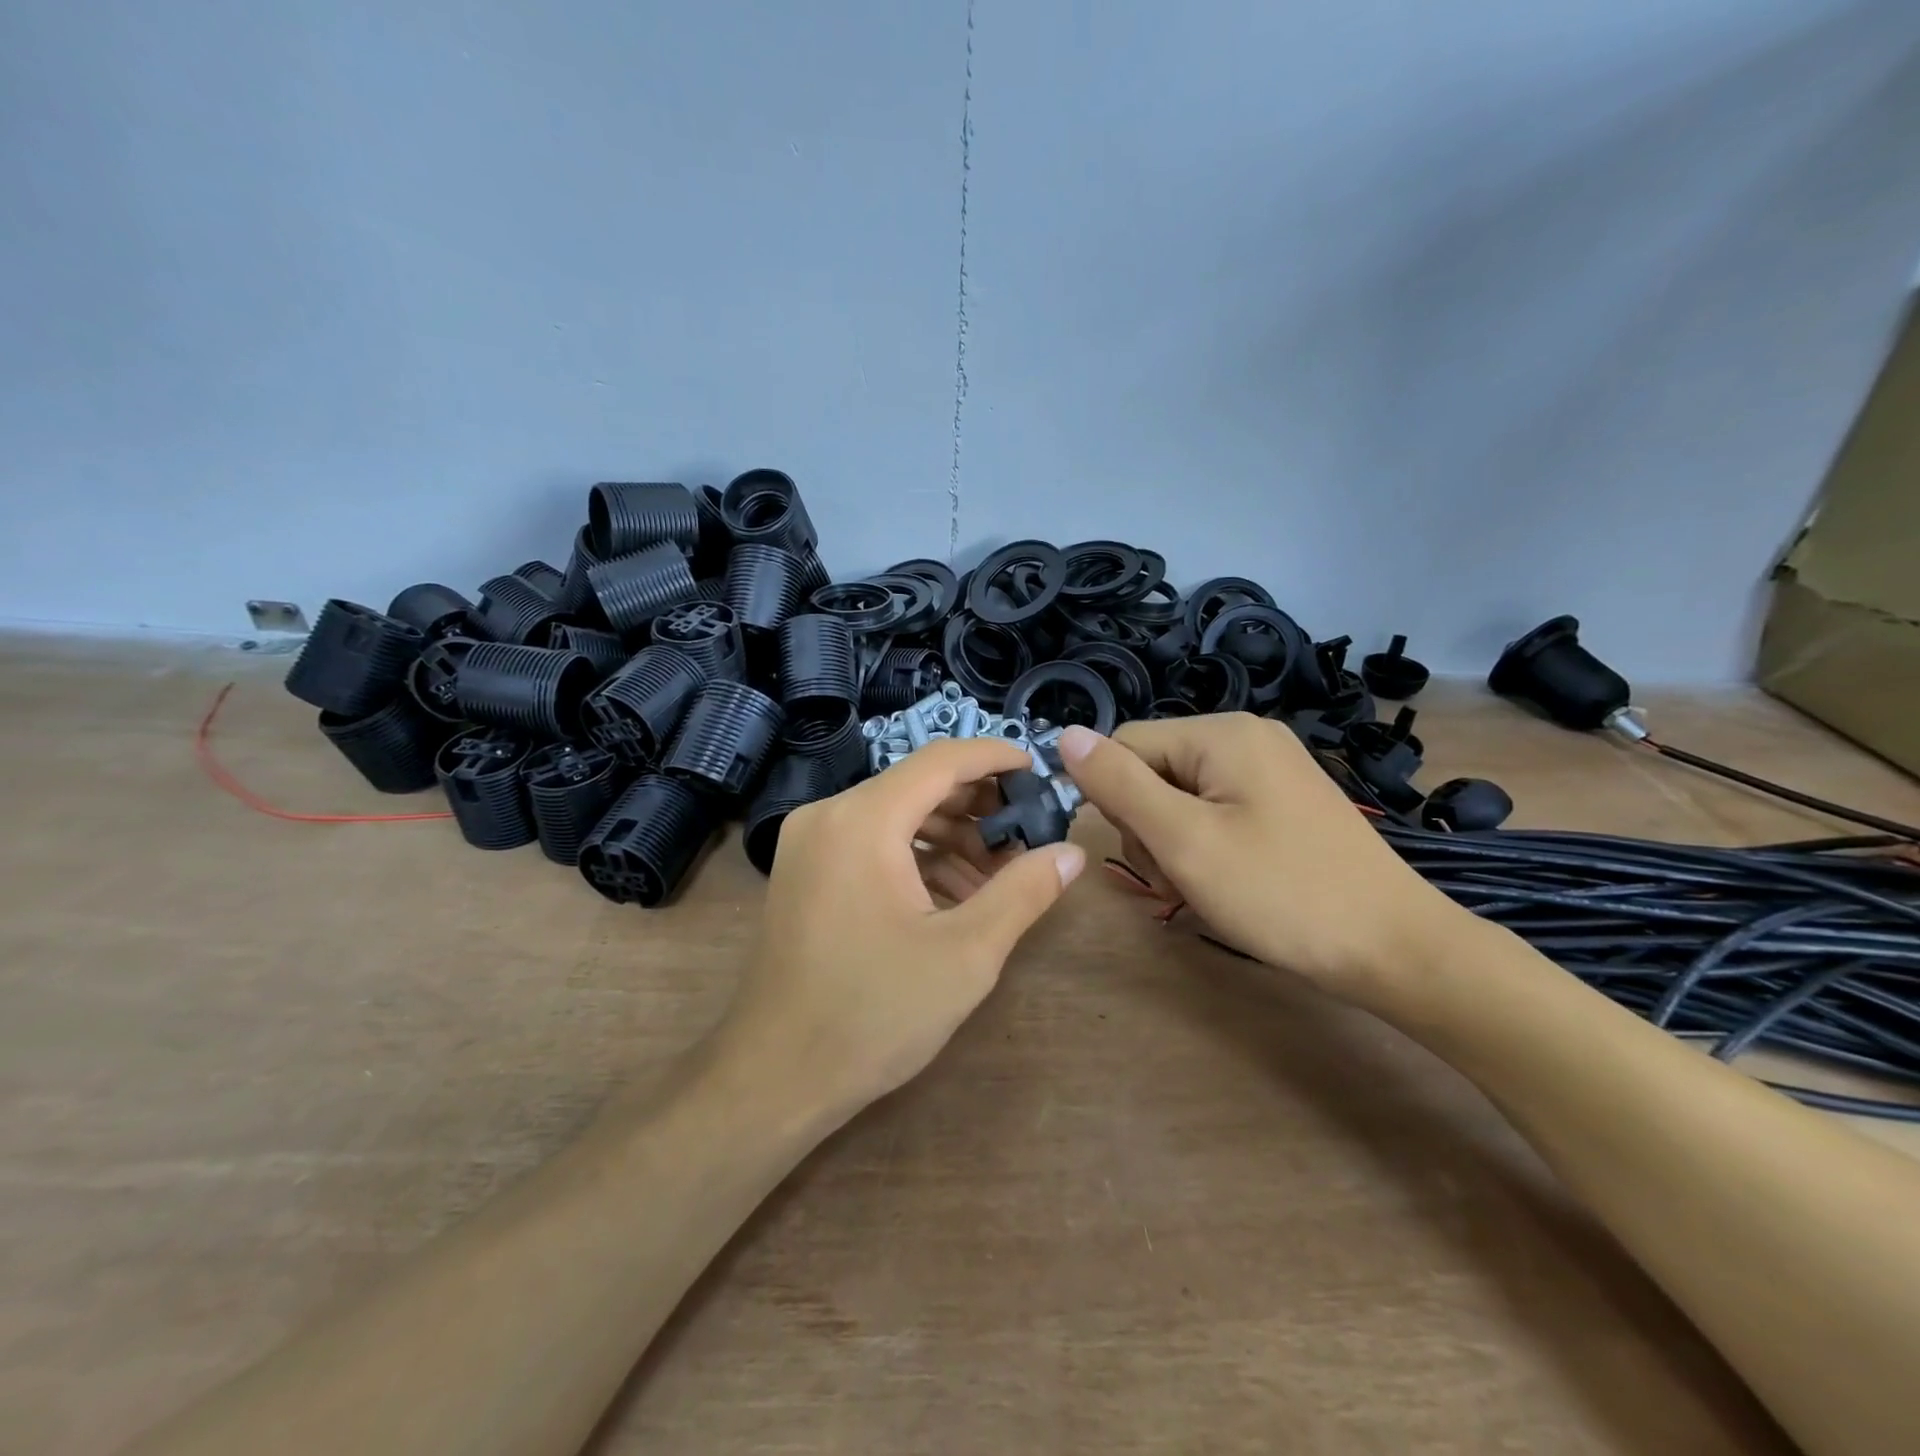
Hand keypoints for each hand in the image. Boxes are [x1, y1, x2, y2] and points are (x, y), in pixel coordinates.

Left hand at [717, 737, 1085, 1123]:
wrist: (775, 1076)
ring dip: (950, 836)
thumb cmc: (873, 1013)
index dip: (995, 758)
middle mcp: (829, 815)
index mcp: (863, 819)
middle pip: (917, 785)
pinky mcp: (804, 871)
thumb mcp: (965, 953)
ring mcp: (810, 843)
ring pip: (894, 815)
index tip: (1039, 772)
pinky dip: (915, 857)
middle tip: (1027, 835)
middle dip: (977, 807)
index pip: (941, 761)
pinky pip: (870, 843)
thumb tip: (1071, 853)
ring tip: (998, 875)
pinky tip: (953, 895)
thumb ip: (1024, 892)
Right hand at [1058, 714, 1463, 1004]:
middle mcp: (1247, 737)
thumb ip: (1119, 784)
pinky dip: (1206, 846)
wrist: (1395, 949)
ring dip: (1173, 842)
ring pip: (1181, 796)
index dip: (1114, 799)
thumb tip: (1065, 736)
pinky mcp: (1285, 802)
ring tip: (1202, 887)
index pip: (1125, 745)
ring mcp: (1271, 769)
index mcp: (1222, 733)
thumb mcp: (1184, 840)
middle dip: (1148, 826)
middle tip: (1178, 878)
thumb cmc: (1281, 893)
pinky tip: (1227, 882)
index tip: (1143, 853)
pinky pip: (1217, 811)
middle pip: (1154, 770)